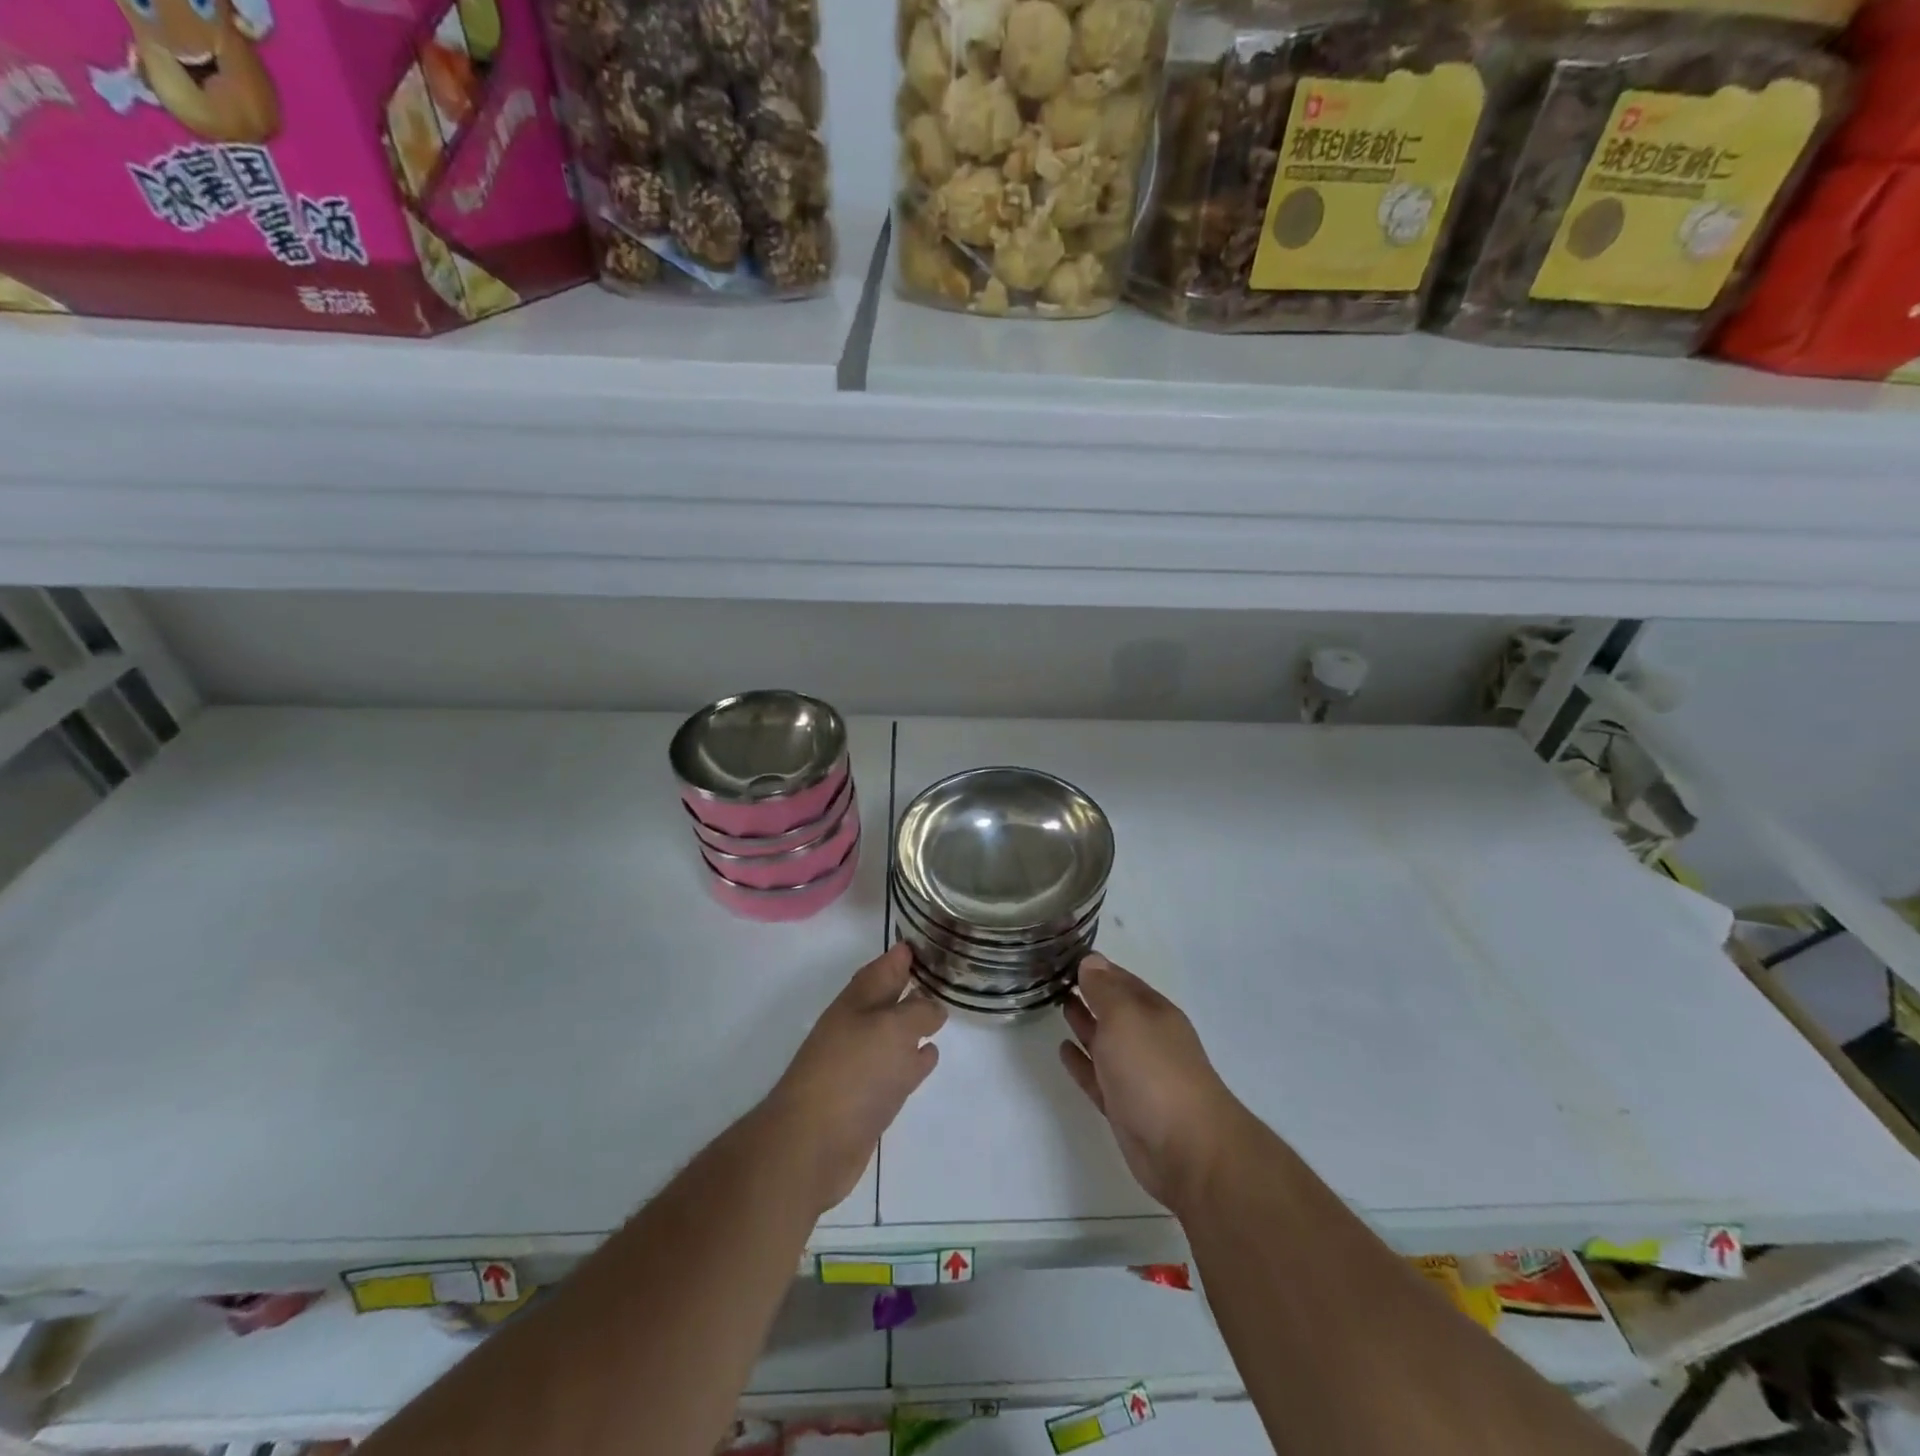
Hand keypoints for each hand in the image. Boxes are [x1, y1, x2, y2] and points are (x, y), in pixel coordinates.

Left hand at [764, 945, 945, 1215]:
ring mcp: (860, 1063)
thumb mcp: (893, 1028)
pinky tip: (930, 1056)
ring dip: (914, 1023)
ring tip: (942, 1012)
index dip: (904, 954)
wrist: (812, 1144)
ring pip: (893, 1033)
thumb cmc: (853, 1073)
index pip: (885, 966)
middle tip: (943, 974)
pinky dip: (914, 1059)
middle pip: (888, 998)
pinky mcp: (868, 1098)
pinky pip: (897, 1068)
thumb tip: (934, 1007)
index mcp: (858, 1001)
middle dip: (911, 986)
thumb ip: (919, 1011)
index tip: (928, 942)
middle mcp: (857, 1026)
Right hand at [1060, 955, 1241, 1214]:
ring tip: (1059, 1004)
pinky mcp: (1125, 1107)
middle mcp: (1147, 1038)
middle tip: (1055, 978)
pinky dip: (1081, 1062)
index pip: (1120, 979)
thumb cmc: (1154, 1071)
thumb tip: (1092, 961)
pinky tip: (1063, 1050)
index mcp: (1153, 1012)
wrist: (1187, 1150)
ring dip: (1084, 1023)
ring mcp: (1137, 1075)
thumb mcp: (1125, 1018)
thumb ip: (1104, 990)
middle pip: (1114, 1009)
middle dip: (1089, 993)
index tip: (1065, 955)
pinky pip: (1097, 1076)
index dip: (1095, 967)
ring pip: (1105, 1041)